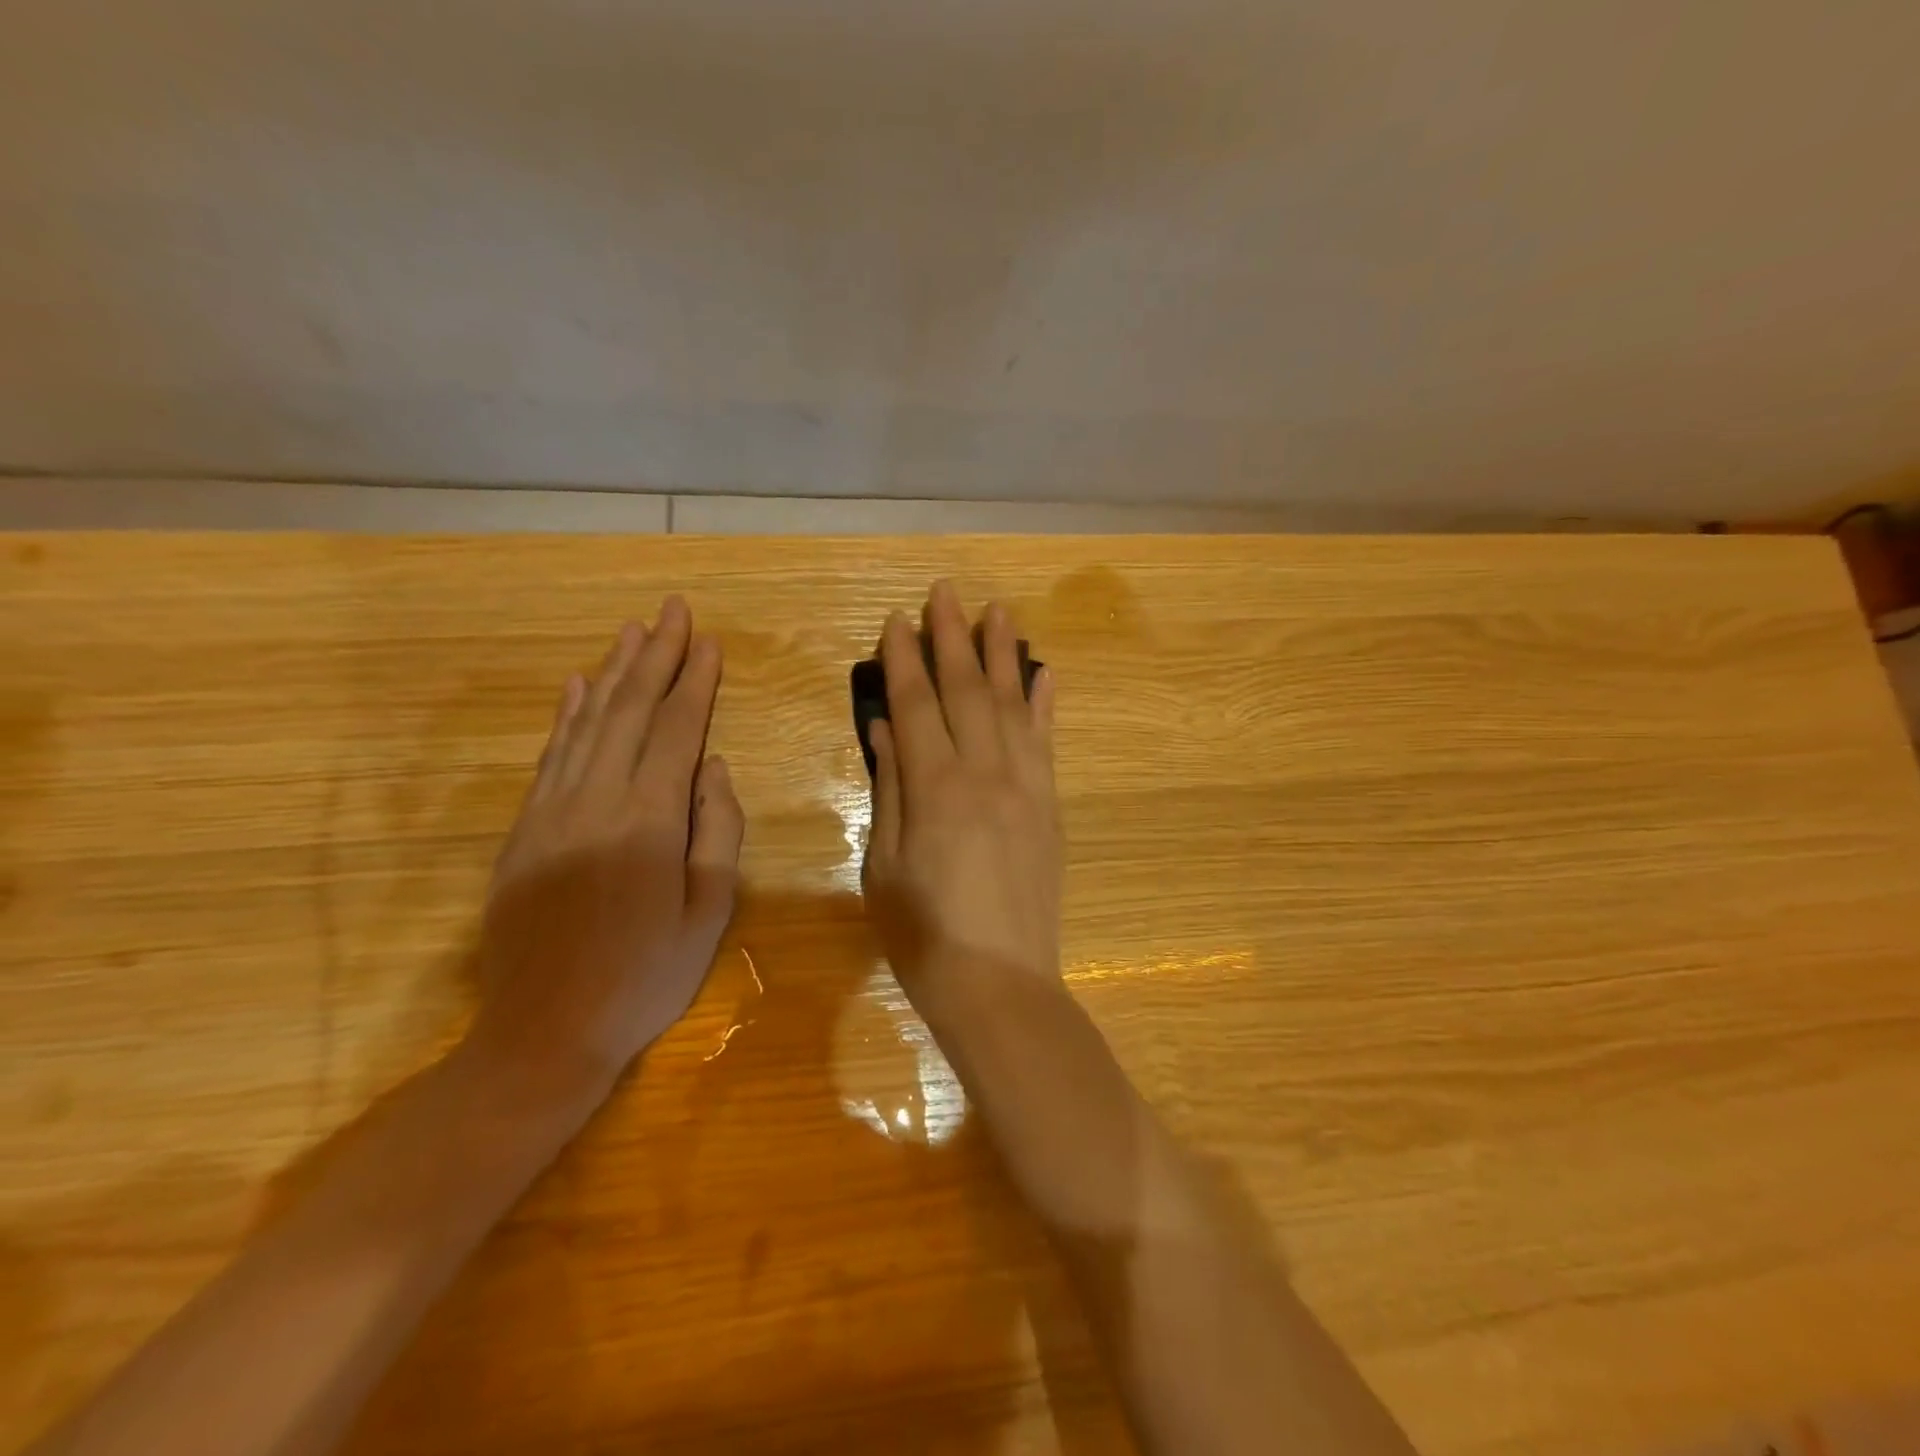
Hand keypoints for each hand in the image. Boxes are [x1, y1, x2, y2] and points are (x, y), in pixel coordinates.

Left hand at [462, 598, 744, 1111]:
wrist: (544, 1033)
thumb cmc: (645, 977)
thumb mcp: (708, 912)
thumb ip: (716, 830)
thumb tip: (713, 767)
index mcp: (648, 821)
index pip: (676, 732)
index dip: (695, 683)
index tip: (709, 643)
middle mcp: (595, 801)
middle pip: (628, 712)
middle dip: (655, 657)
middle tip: (673, 611)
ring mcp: (551, 812)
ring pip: (586, 724)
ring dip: (612, 673)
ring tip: (632, 632)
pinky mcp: (523, 830)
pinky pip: (550, 757)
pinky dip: (566, 715)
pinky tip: (577, 687)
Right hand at [862, 581, 1061, 1013]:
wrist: (1000, 983)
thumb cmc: (923, 935)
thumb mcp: (884, 865)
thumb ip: (890, 789)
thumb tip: (888, 727)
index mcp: (934, 788)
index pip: (916, 704)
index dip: (905, 659)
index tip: (898, 619)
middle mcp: (984, 773)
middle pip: (966, 690)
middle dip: (952, 637)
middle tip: (945, 592)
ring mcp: (1025, 786)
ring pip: (1013, 703)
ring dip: (1003, 654)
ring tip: (997, 610)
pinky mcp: (1050, 806)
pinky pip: (1047, 741)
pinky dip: (1045, 702)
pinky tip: (1044, 672)